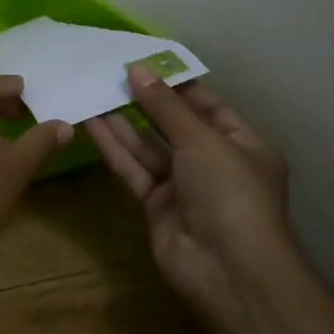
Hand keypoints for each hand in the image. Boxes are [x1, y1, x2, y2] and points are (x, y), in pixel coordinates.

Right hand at [85, 66, 291, 317]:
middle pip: (174, 125)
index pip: (207, 105)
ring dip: (123, 121)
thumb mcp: (202, 140)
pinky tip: (91, 123)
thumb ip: (165, 106)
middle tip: (109, 73)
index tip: (142, 63)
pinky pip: (133, 169)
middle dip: (145, 101)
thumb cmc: (229, 193)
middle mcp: (213, 163)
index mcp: (242, 144)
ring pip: (148, 147)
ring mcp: (184, 186)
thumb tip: (136, 69)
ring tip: (93, 90)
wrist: (227, 270)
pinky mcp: (156, 205)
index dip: (175, 84)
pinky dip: (114, 147)